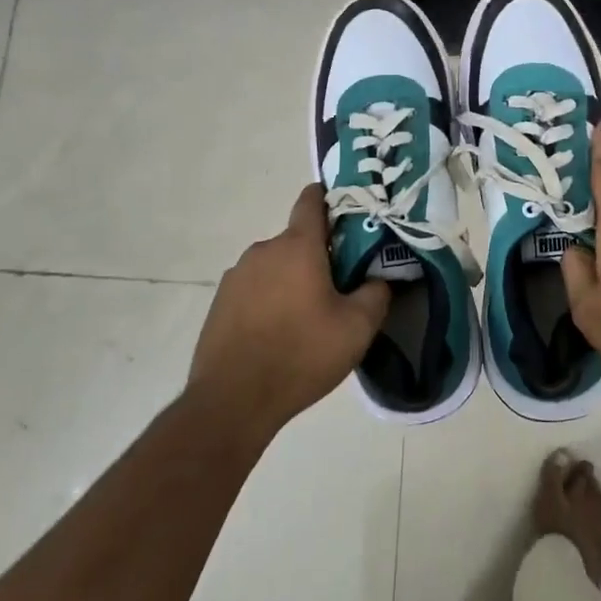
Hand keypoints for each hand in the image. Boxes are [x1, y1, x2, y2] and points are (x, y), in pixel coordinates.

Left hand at [189, 185, 390, 437]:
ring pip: (275, 266)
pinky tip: (277, 334)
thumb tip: (379, 278)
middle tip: (339, 288)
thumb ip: (376, 293)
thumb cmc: (301, 355)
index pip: (311, 200)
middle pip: (297, 240)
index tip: (348, 217)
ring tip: (307, 318)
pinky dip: (268, 300)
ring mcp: (237, 275)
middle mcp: (264, 250)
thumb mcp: (357, 329)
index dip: (330, 199)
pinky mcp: (220, 301)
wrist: (232, 400)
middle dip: (318, 256)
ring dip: (292, 280)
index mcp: (297, 245)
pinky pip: (254, 289)